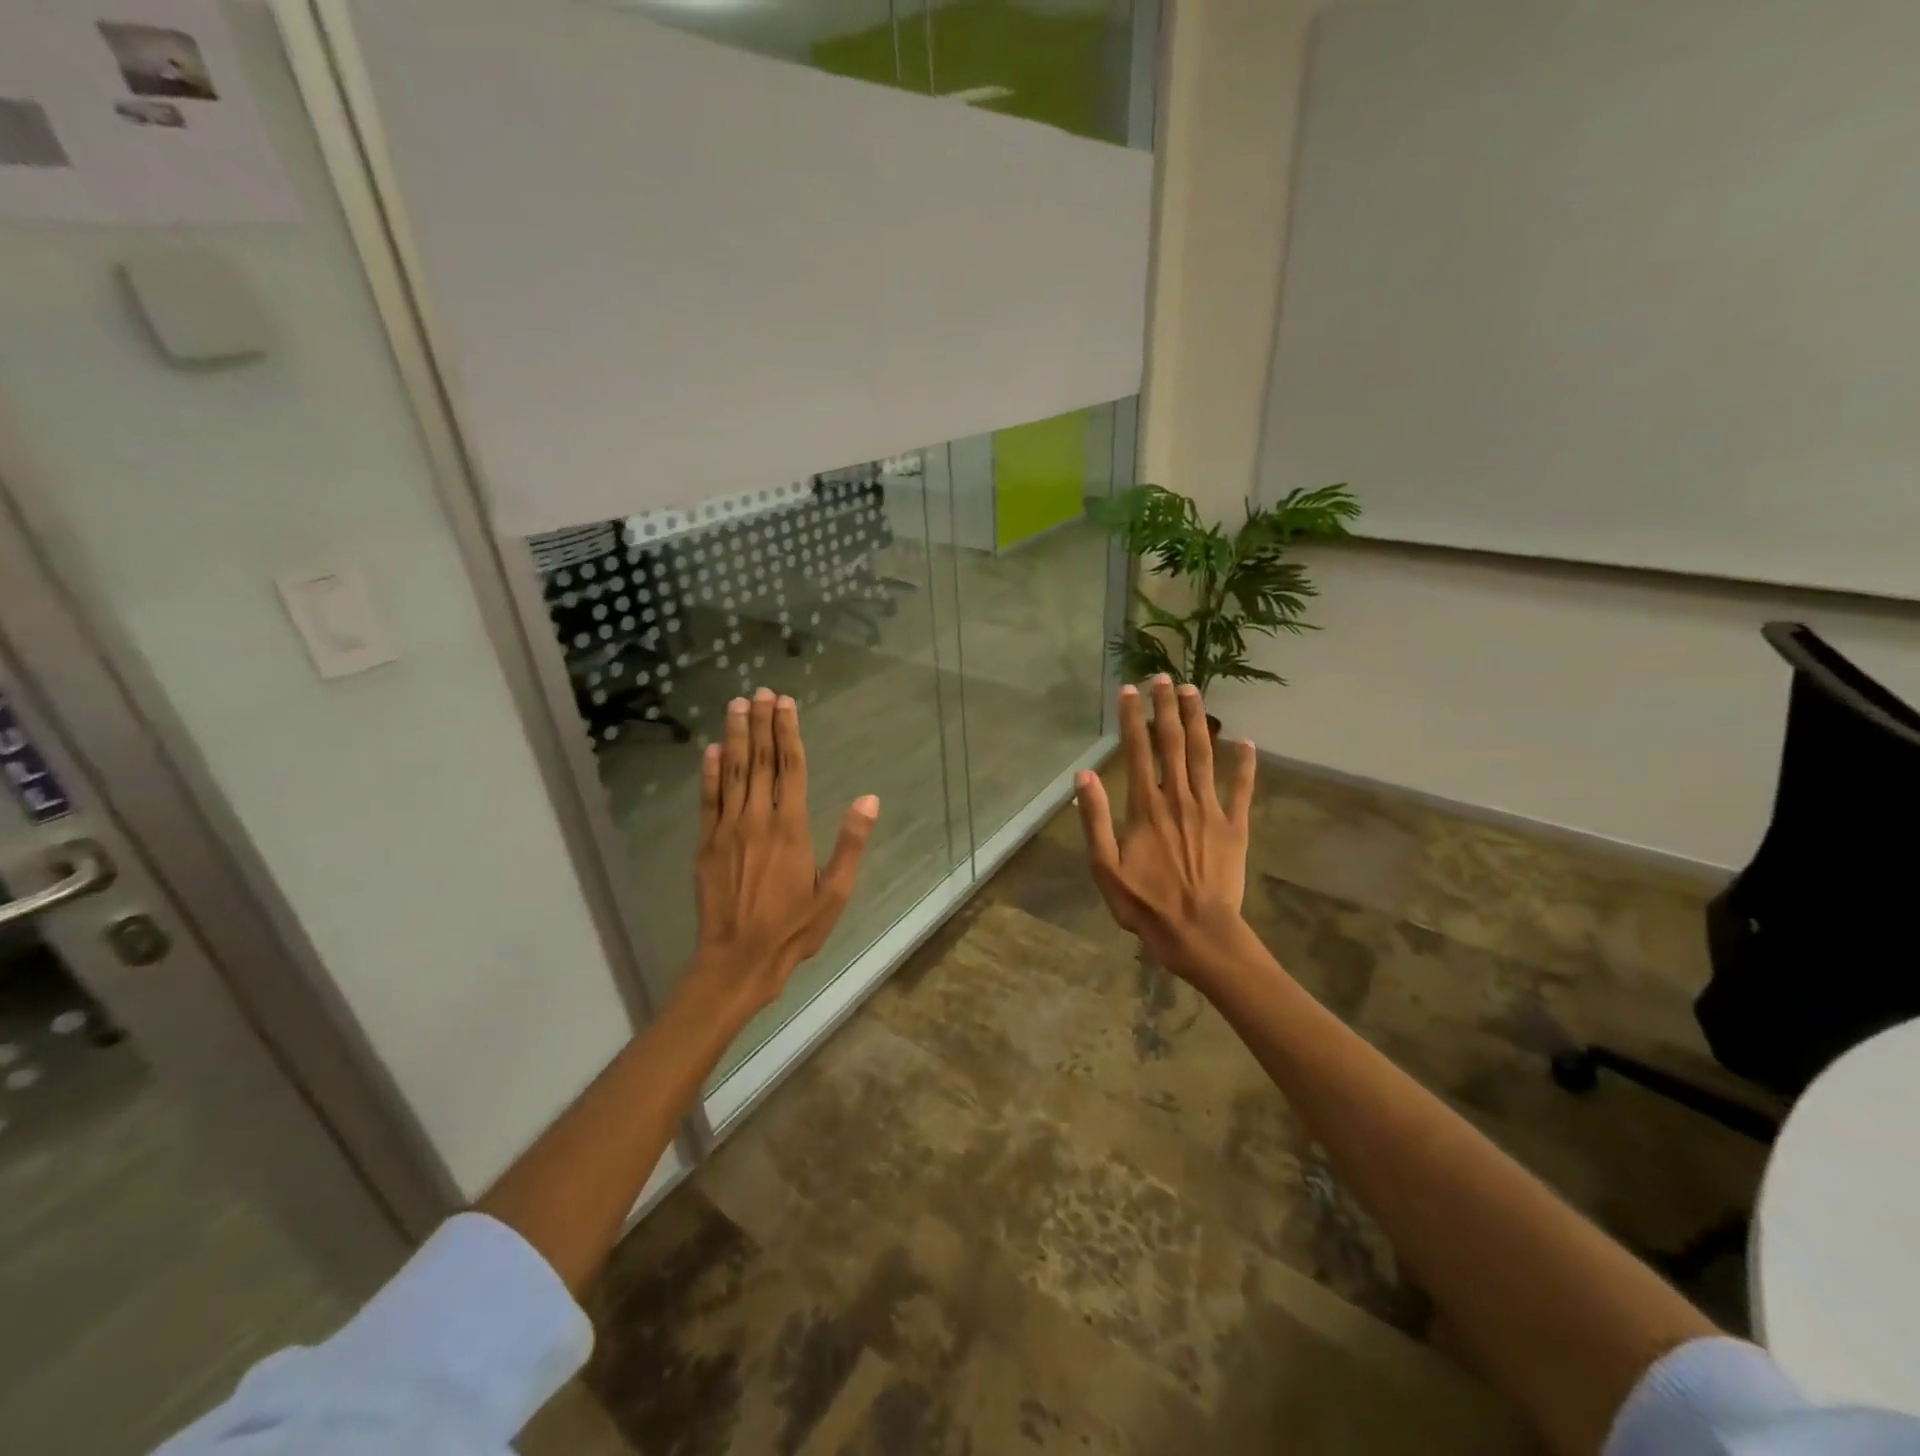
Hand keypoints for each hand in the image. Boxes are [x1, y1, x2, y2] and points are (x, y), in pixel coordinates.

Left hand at [693, 688, 878, 1012]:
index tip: (785, 704)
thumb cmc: (794, 929)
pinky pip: (708, 801)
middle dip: (760, 724)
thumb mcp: (835, 893)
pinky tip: (711, 751)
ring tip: (737, 705)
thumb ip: (851, 844)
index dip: (788, 733)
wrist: (738, 960)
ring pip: (733, 773)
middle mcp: (757, 821)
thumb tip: (869, 800)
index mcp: (791, 829)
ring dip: (735, 737)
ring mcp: (727, 831)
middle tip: (760, 692)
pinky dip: (709, 774)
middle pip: (760, 762)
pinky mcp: (706, 845)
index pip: (791, 769)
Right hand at [1075, 677, 1256, 981]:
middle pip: (1172, 743)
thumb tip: (1083, 776)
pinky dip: (1245, 765)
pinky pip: (1242, 789)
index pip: (1137, 751)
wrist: (1198, 933)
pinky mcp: (1235, 826)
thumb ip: (1095, 819)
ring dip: (1199, 721)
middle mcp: (1178, 798)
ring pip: (1204, 755)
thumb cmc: (1144, 904)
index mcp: (1145, 807)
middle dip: (1167, 707)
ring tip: (1194, 691)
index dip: (1132, 718)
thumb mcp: (1104, 867)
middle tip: (1164, 676)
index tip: (1129, 690)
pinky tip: (1246, 742)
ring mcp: (1210, 810)